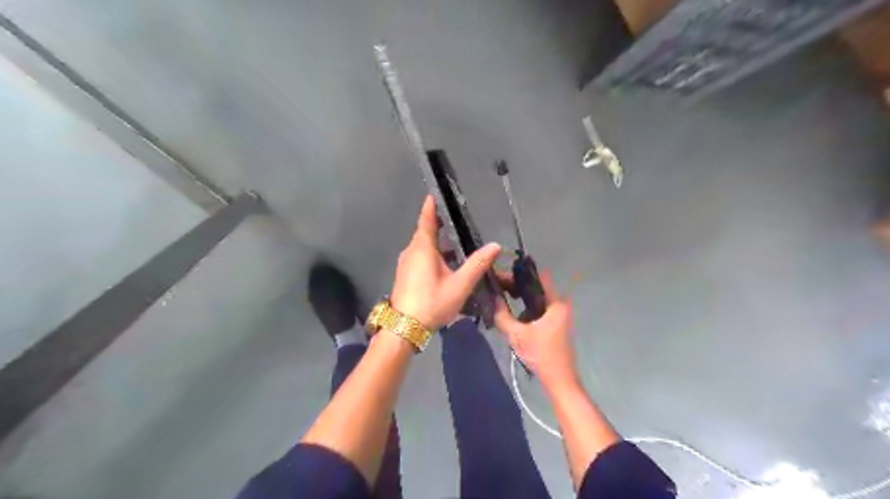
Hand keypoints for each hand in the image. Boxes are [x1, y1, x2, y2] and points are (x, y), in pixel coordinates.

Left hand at [390, 195, 499, 331]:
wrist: (404, 328)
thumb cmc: (432, 303)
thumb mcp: (459, 285)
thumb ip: (477, 264)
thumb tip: (495, 246)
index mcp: (422, 248)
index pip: (426, 219)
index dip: (431, 206)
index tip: (435, 193)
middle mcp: (411, 251)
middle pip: (426, 232)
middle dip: (440, 225)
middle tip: (458, 220)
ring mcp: (406, 263)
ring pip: (423, 246)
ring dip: (438, 242)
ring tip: (458, 243)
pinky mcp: (405, 274)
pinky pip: (420, 256)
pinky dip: (433, 254)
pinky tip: (447, 264)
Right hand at [494, 271, 577, 387]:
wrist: (559, 381)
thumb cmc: (541, 356)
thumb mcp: (517, 335)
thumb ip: (502, 315)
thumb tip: (491, 297)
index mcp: (555, 304)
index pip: (538, 277)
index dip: (519, 273)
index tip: (502, 275)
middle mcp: (559, 306)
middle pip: (535, 288)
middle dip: (515, 287)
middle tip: (496, 287)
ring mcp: (558, 316)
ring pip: (535, 301)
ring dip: (519, 300)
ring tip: (499, 299)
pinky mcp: (554, 325)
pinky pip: (537, 311)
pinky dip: (525, 311)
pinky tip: (510, 315)